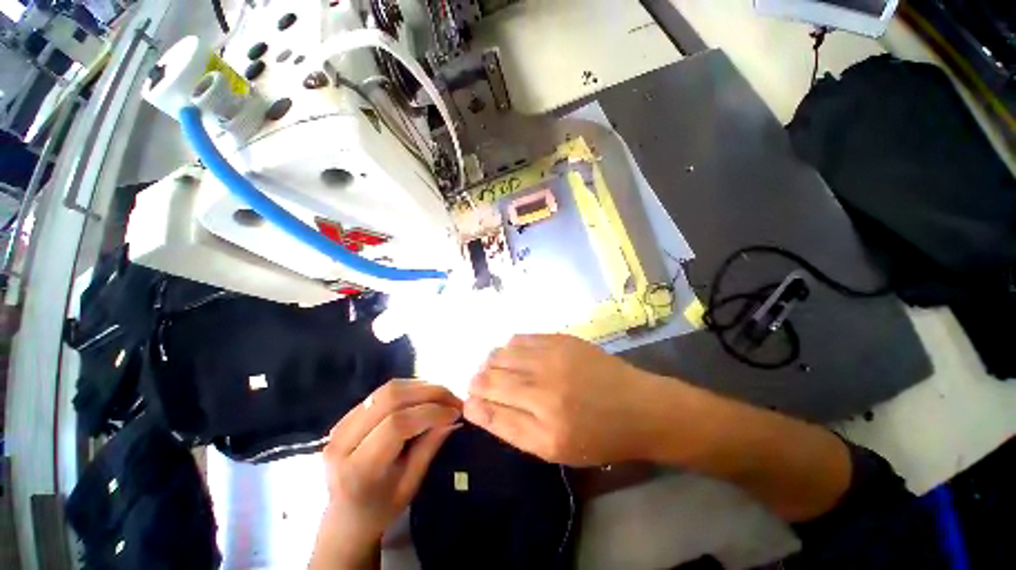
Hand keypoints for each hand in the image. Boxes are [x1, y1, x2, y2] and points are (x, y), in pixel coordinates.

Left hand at [311, 380, 460, 568]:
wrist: (343, 518)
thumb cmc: (380, 510)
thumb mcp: (409, 486)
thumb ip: (429, 446)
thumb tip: (453, 416)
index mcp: (357, 469)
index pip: (396, 424)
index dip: (430, 412)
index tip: (455, 412)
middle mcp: (342, 441)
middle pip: (390, 398)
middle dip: (429, 393)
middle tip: (453, 399)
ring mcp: (340, 424)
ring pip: (387, 390)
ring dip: (421, 387)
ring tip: (443, 396)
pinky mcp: (346, 415)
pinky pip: (383, 392)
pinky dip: (410, 389)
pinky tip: (426, 397)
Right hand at [464, 334, 664, 465]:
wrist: (638, 407)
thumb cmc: (595, 436)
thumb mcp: (551, 448)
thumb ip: (508, 426)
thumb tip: (472, 406)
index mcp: (542, 417)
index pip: (487, 398)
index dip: (473, 396)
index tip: (471, 398)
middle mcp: (544, 380)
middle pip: (492, 371)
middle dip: (480, 379)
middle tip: (486, 386)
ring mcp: (554, 354)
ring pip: (503, 351)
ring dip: (494, 362)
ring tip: (502, 372)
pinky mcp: (562, 338)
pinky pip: (522, 338)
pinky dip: (512, 348)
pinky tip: (518, 357)